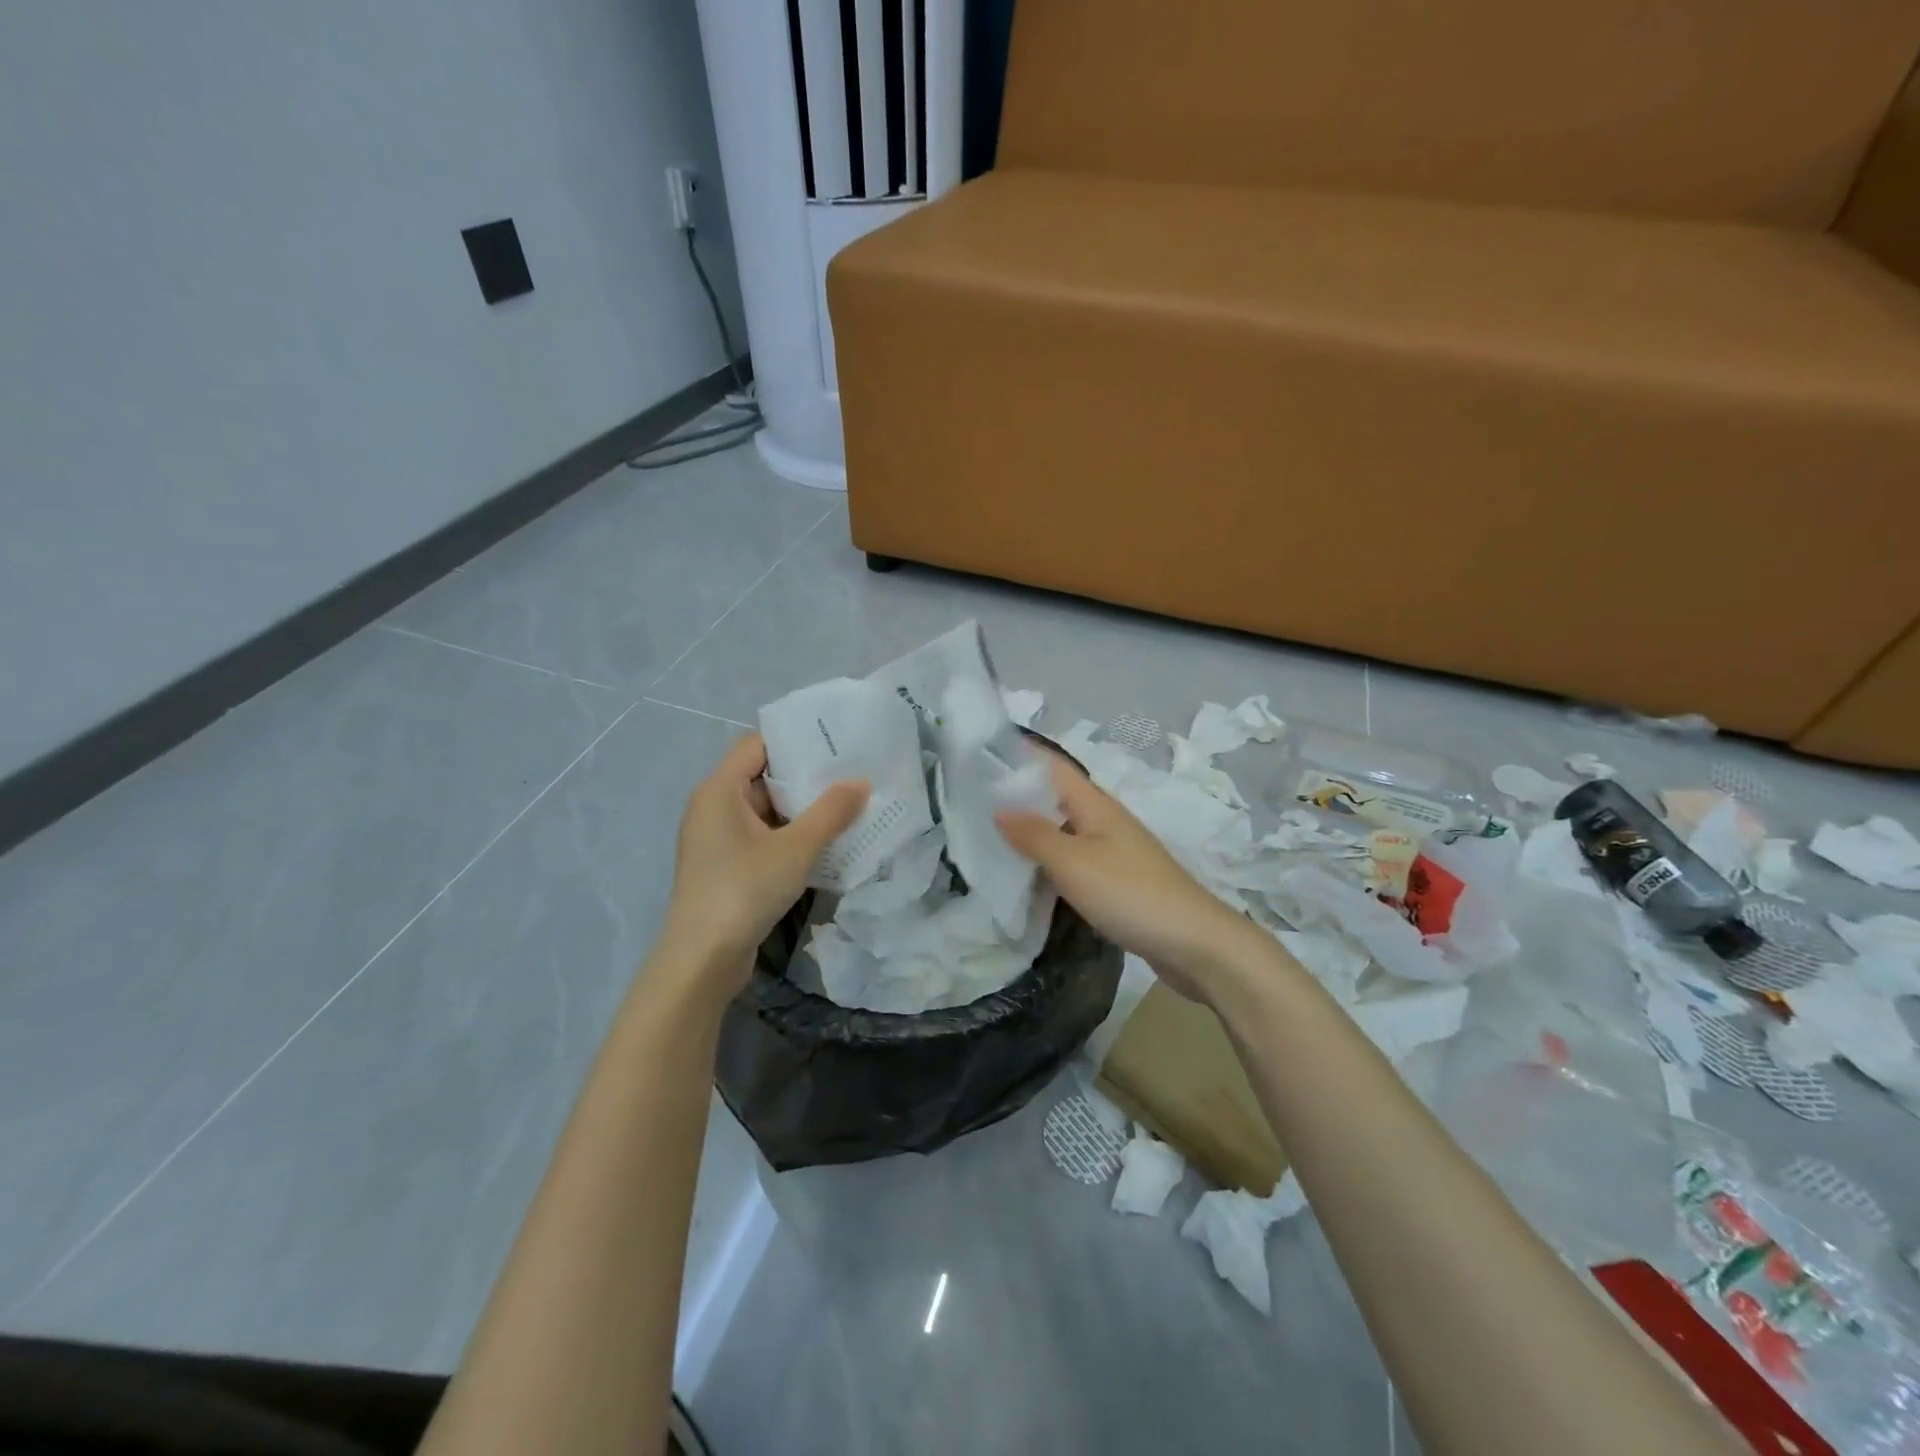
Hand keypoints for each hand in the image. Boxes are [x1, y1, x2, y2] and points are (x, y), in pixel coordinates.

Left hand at [661, 734, 867, 990]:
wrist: (703, 959)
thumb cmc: (744, 890)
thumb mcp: (796, 848)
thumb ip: (831, 812)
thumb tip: (860, 782)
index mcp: (719, 790)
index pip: (757, 745)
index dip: (795, 738)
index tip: (835, 740)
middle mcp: (713, 807)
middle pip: (762, 776)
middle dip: (806, 776)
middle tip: (851, 771)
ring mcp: (717, 839)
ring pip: (765, 810)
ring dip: (802, 809)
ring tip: (847, 804)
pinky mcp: (725, 866)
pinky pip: (762, 836)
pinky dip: (790, 834)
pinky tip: (825, 841)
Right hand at [996, 756, 1262, 1004]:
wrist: (1195, 943)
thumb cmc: (1129, 893)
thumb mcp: (1072, 862)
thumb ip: (1034, 835)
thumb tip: (999, 809)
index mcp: (1096, 804)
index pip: (1053, 767)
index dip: (1020, 757)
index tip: (980, 756)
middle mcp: (1105, 821)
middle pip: (1057, 798)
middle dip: (1019, 798)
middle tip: (972, 804)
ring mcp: (1115, 852)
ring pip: (1065, 832)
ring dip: (1034, 833)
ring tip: (990, 839)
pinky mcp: (1120, 882)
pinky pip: (1076, 861)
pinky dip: (1051, 863)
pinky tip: (1031, 878)